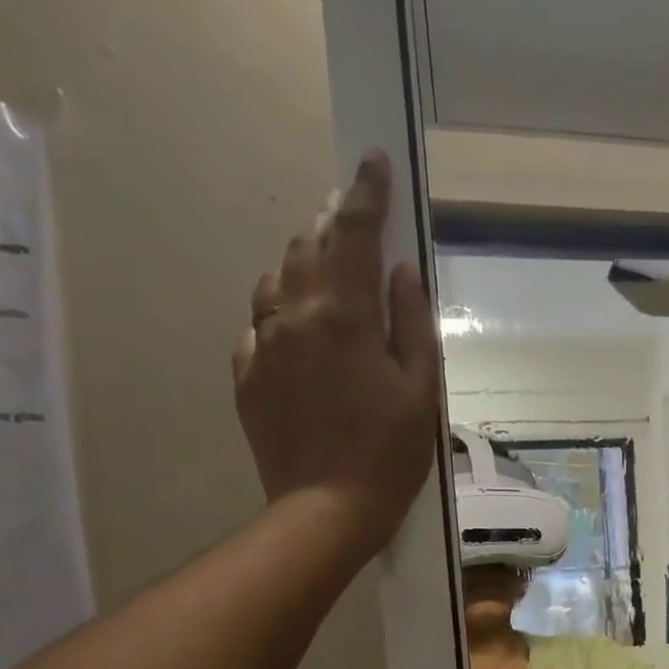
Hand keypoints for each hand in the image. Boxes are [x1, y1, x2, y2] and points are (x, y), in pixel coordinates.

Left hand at [233, 149, 440, 557]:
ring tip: (332, 277)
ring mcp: (261, 345)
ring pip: (277, 283)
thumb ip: (412, 324)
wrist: (327, 509)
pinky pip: (262, 326)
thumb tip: (401, 270)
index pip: (352, 234)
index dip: (366, 194)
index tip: (373, 160)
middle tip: (355, 220)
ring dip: (306, 268)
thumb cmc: (390, 454)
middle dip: (333, 228)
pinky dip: (285, 315)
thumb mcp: (421, 391)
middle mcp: (291, 317)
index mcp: (342, 317)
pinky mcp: (247, 376)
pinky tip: (305, 337)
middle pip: (306, 249)